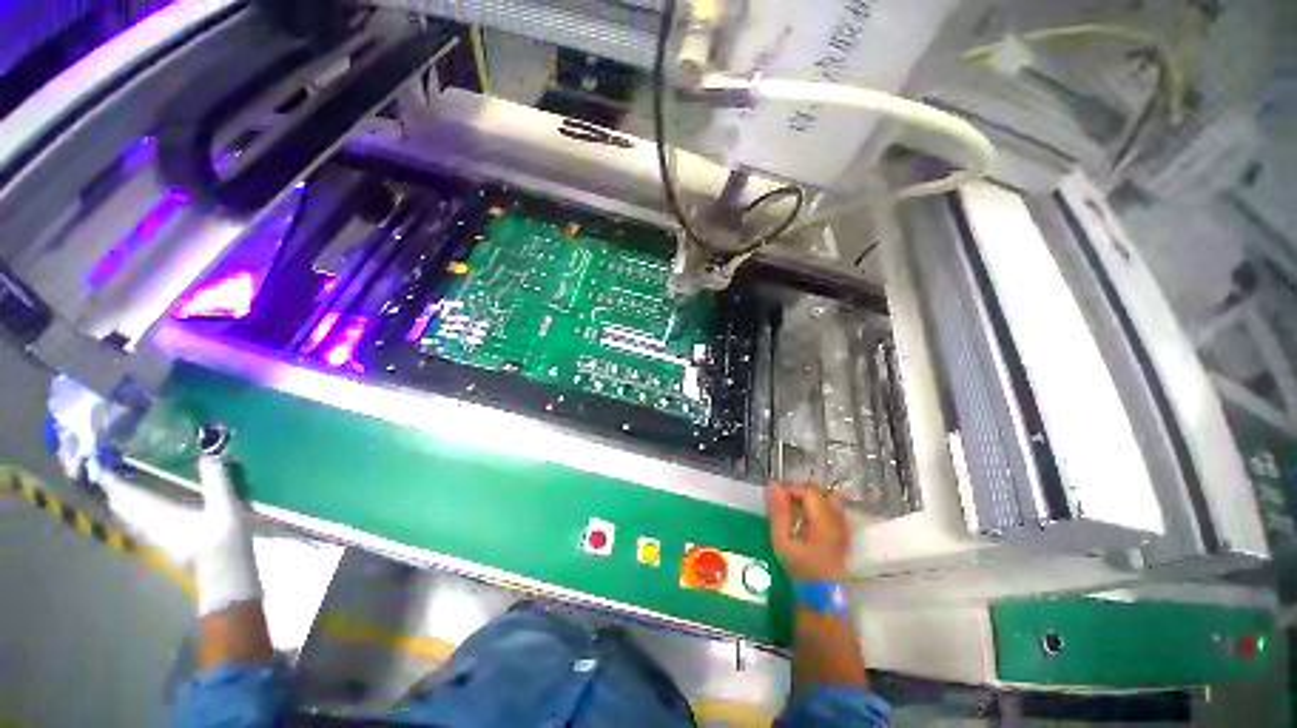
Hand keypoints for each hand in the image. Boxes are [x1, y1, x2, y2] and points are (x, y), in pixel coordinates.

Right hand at [766, 483, 849, 582]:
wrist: (822, 598)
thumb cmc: (800, 570)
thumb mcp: (783, 542)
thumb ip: (779, 513)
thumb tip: (773, 485)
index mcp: (823, 520)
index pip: (808, 491)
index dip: (790, 489)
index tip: (775, 497)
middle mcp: (837, 520)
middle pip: (819, 493)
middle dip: (798, 492)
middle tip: (781, 502)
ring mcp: (843, 527)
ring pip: (826, 500)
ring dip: (808, 500)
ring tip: (792, 509)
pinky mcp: (843, 534)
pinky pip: (831, 510)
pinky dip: (817, 508)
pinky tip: (805, 520)